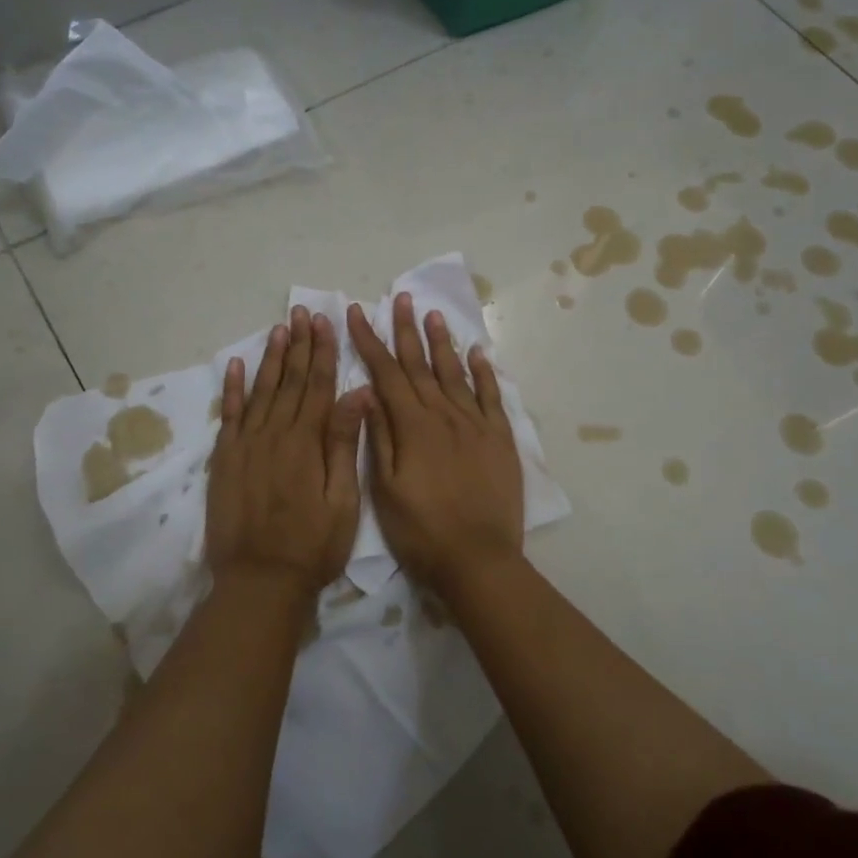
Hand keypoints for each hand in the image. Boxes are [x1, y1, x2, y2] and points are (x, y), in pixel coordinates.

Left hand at [206, 307, 367, 603]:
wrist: (260, 582)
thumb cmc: (312, 546)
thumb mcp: (343, 500)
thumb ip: (344, 443)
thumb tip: (358, 393)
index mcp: (306, 442)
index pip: (317, 386)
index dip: (322, 352)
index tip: (324, 322)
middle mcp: (274, 435)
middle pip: (289, 381)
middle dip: (298, 345)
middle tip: (301, 312)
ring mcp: (245, 445)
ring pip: (260, 391)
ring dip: (270, 358)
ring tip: (279, 329)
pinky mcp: (224, 460)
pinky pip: (229, 415)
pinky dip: (232, 389)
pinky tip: (236, 365)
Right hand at [346, 294, 524, 596]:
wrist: (479, 560)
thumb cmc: (422, 531)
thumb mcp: (385, 489)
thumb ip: (379, 437)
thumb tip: (369, 392)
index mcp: (414, 426)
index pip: (387, 373)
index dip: (370, 342)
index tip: (357, 313)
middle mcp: (445, 415)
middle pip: (421, 365)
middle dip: (406, 330)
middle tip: (399, 298)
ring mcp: (477, 425)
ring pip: (455, 373)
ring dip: (442, 342)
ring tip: (433, 314)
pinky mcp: (500, 439)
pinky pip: (491, 396)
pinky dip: (484, 372)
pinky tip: (477, 353)